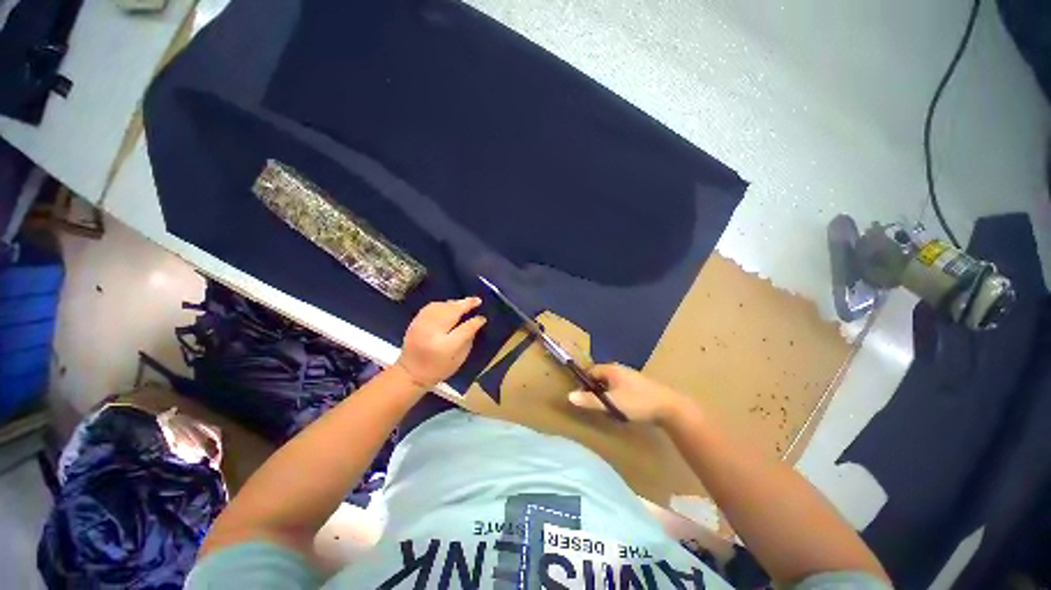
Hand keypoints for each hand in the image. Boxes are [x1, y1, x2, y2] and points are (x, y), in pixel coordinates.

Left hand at [395, 297, 486, 388]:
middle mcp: (433, 333)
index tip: (482, 318)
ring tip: (464, 303)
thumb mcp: (459, 359)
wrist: (410, 373)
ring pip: (441, 306)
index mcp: (446, 346)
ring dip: (454, 303)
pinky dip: (442, 304)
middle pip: (452, 312)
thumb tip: (475, 322)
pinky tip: (449, 306)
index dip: (475, 321)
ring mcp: (422, 325)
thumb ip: (468, 339)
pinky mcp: (415, 322)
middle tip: (476, 300)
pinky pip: (431, 307)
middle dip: (465, 304)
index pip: (465, 329)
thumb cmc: (439, 368)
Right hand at [567, 363, 689, 425]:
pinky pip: (620, 388)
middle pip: (600, 377)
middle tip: (592, 404)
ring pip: (611, 383)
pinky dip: (616, 396)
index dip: (584, 382)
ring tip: (605, 408)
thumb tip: (569, 396)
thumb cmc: (638, 402)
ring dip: (606, 394)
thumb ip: (591, 401)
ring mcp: (630, 377)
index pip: (591, 371)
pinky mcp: (638, 386)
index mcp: (612, 369)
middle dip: (595, 389)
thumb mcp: (612, 403)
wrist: (670, 407)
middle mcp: (620, 370)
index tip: (581, 396)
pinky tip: (619, 408)